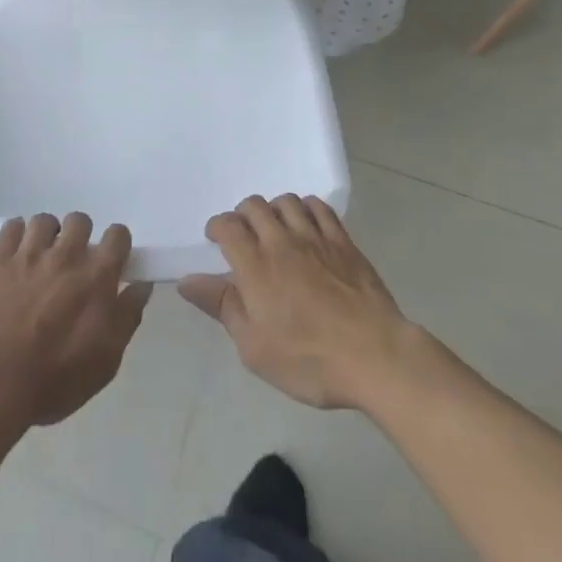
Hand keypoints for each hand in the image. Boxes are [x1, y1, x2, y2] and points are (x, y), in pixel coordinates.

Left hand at [0, 213, 152, 431]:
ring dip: (47, 235)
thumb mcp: (106, 360)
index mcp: (97, 276)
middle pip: (80, 220)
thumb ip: (127, 317)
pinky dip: (16, 235)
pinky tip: (16, 254)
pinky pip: (11, 227)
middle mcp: (66, 254)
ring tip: (42, 257)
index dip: (117, 244)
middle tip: (73, 261)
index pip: (117, 235)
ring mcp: (30, 253)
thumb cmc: (57, 378)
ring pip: (44, 220)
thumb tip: (141, 286)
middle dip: (80, 236)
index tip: (112, 260)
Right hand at [180, 194, 421, 409]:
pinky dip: (306, 208)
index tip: (215, 239)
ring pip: (286, 202)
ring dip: (273, 209)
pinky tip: (306, 224)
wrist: (375, 356)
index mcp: (255, 264)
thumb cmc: (309, 359)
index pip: (227, 226)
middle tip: (244, 235)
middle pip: (254, 206)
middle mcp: (281, 240)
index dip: (217, 227)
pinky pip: (319, 207)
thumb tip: (187, 281)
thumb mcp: (254, 347)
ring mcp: (315, 237)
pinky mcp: (343, 241)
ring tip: (274, 228)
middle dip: (242, 214)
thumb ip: (221, 307)